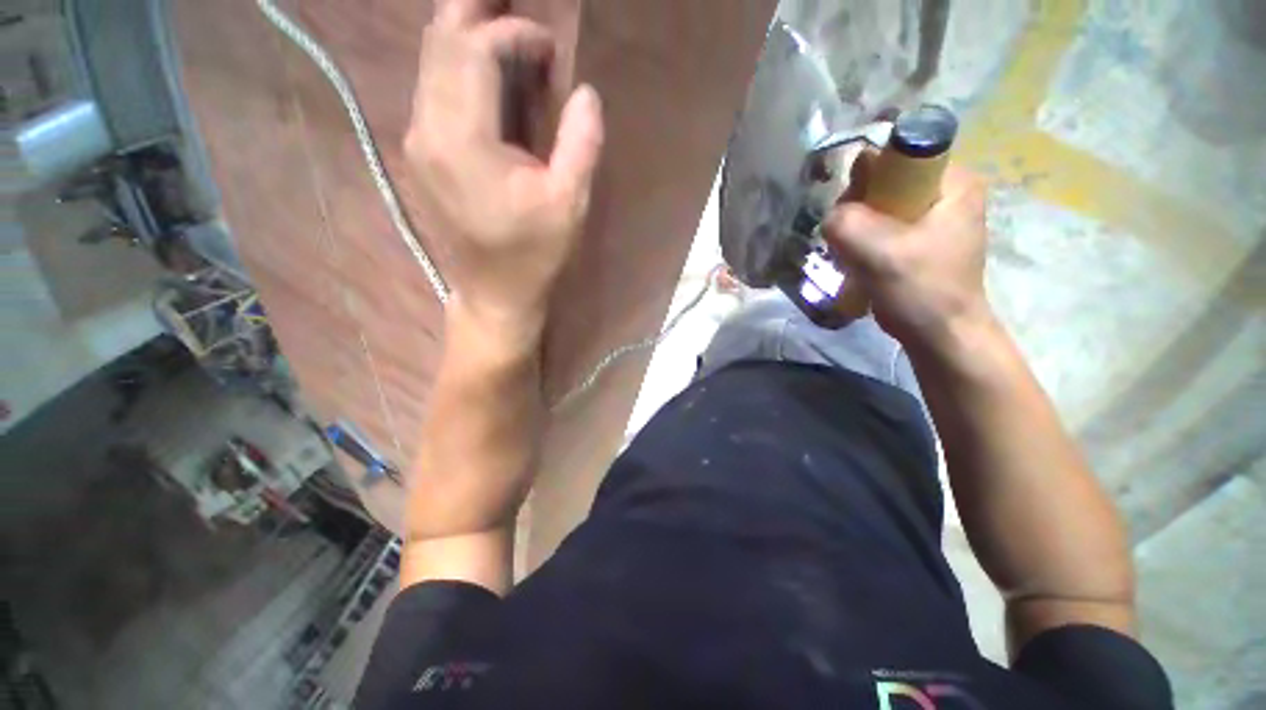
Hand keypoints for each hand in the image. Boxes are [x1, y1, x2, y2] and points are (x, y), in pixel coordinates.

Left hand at [405, 0, 604, 341]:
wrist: (494, 292)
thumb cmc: (534, 254)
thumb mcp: (569, 204)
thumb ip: (580, 144)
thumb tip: (586, 93)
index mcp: (463, 140)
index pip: (474, 50)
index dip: (514, 33)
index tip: (551, 49)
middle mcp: (427, 129)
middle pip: (440, 41)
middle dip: (478, 13)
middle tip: (514, 8)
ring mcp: (418, 140)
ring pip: (431, 60)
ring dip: (466, 35)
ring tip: (504, 28)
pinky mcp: (422, 152)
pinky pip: (432, 87)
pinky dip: (458, 64)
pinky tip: (487, 70)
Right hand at [823, 164, 993, 355]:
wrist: (940, 335)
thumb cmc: (922, 291)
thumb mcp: (882, 252)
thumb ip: (848, 223)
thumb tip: (831, 216)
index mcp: (952, 181)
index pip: (898, 154)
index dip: (867, 178)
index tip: (853, 212)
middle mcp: (944, 191)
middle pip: (884, 180)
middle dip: (858, 209)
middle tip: (852, 241)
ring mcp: (930, 217)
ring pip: (876, 206)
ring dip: (856, 230)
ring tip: (855, 256)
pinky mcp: (917, 239)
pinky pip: (878, 227)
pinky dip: (862, 242)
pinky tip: (859, 262)